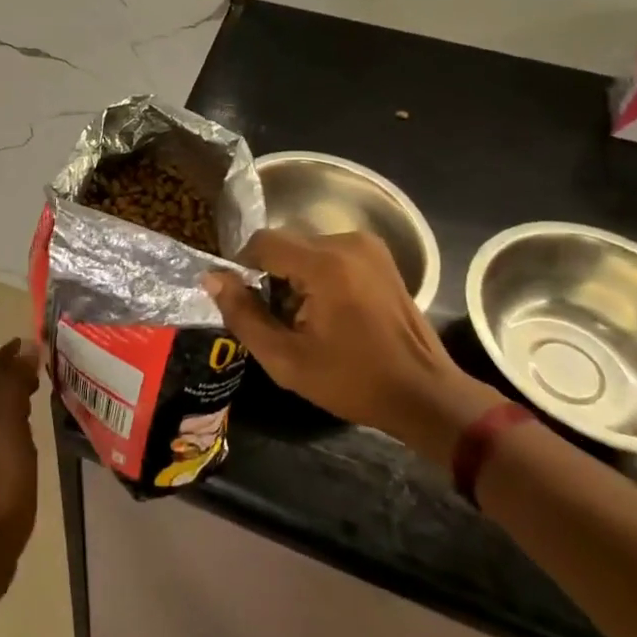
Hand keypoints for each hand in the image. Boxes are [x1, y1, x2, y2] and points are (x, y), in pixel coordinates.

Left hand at [0, 338, 40, 606]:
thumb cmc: (1, 484)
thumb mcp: (8, 428)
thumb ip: (13, 386)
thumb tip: (24, 345)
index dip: (9, 353)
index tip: (34, 341)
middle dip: (15, 372)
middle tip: (44, 365)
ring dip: (17, 396)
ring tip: (43, 392)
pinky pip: (4, 437)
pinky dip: (19, 423)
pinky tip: (34, 437)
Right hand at [205, 229, 502, 465]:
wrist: (425, 395)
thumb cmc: (353, 381)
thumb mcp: (285, 359)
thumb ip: (242, 314)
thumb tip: (211, 277)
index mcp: (324, 264)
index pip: (261, 243)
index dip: (243, 268)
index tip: (247, 303)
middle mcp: (346, 241)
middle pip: (284, 243)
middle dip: (271, 276)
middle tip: (278, 319)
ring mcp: (368, 246)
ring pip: (306, 248)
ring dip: (294, 275)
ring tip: (305, 319)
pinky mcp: (380, 256)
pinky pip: (330, 253)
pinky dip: (318, 274)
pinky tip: (330, 312)